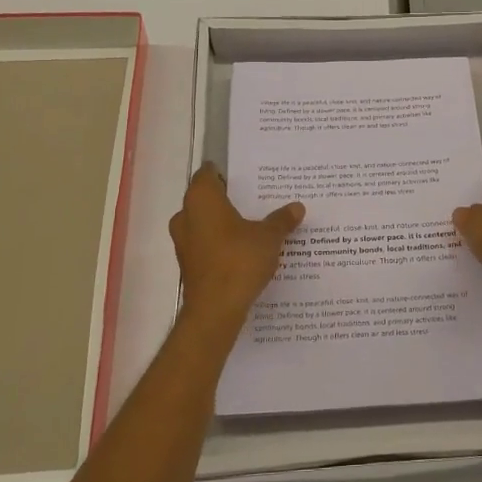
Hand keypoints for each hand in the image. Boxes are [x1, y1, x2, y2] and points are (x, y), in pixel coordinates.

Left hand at [169, 166, 303, 320]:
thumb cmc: (239, 260)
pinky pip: (206, 243)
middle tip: (255, 198)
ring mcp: (184, 241)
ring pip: (204, 222)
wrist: (215, 309)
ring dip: (224, 223)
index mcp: (201, 199)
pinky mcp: (189, 264)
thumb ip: (281, 220)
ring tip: (253, 223)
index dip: (225, 172)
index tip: (246, 175)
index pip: (208, 173)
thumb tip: (297, 207)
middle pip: (205, 198)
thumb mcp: (269, 237)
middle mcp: (186, 216)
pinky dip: (221, 242)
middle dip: (228, 198)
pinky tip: (244, 248)